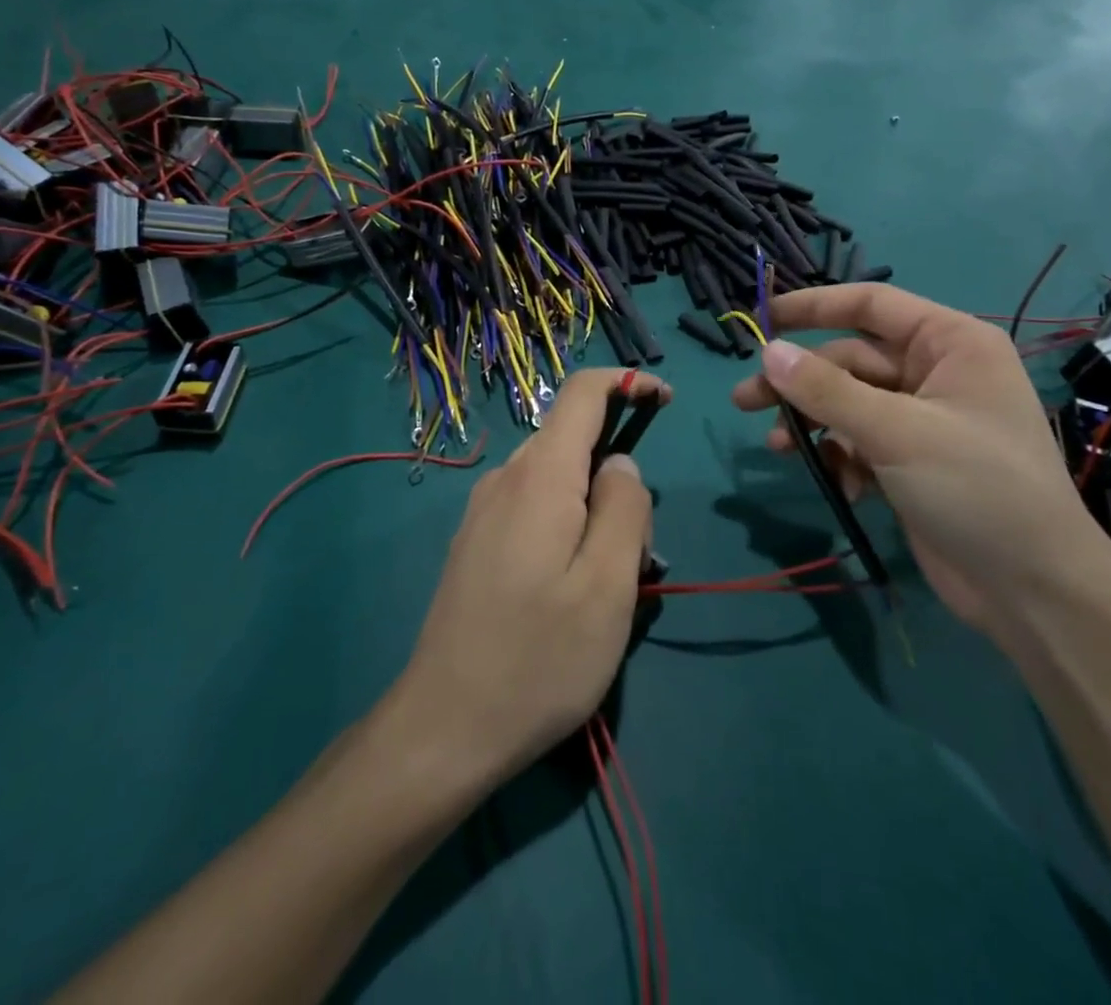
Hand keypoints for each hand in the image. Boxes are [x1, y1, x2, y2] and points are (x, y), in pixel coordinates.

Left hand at [397, 369, 669, 784]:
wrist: (444, 728)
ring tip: (604, 586)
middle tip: (638, 553)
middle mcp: (504, 479)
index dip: (627, 383)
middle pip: (573, 442)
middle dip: (618, 475)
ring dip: (592, 509)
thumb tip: (622, 463)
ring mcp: (482, 511)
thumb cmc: (538, 659)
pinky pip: (531, 508)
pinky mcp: (474, 542)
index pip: (582, 393)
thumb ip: (624, 508)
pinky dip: (564, 526)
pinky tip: (565, 593)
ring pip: (555, 480)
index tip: (666, 402)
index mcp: (539, 476)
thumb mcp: (608, 587)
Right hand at [730, 284, 1110, 640]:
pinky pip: (858, 441)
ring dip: (812, 423)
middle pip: (849, 360)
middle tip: (746, 400)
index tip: (764, 319)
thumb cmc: (977, 488)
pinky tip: (836, 485)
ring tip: (775, 446)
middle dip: (800, 382)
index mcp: (950, 343)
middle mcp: (936, 372)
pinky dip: (839, 458)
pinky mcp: (910, 461)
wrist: (1034, 592)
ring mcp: (922, 419)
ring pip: (847, 403)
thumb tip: (768, 352)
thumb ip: (827, 390)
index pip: (871, 305)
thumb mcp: (896, 432)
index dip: (815, 306)